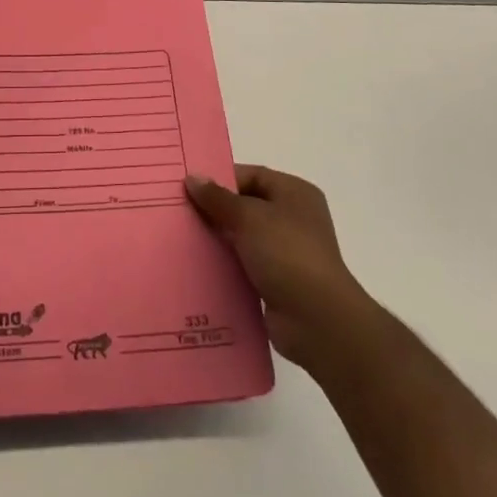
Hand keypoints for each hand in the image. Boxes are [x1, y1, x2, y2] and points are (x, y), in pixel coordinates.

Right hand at [186, 164, 377, 371]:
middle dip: (215, 210)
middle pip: (246, 206)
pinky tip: (198, 267)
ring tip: (182, 239)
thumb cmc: (287, 254)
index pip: (252, 176)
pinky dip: (226, 265)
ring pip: (243, 238)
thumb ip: (218, 198)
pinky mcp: (278, 282)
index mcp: (294, 193)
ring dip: (218, 239)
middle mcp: (293, 218)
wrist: (317, 320)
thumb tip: (192, 177)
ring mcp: (287, 252)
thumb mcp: (249, 217)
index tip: (188, 187)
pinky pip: (245, 265)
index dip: (221, 179)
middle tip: (179, 212)